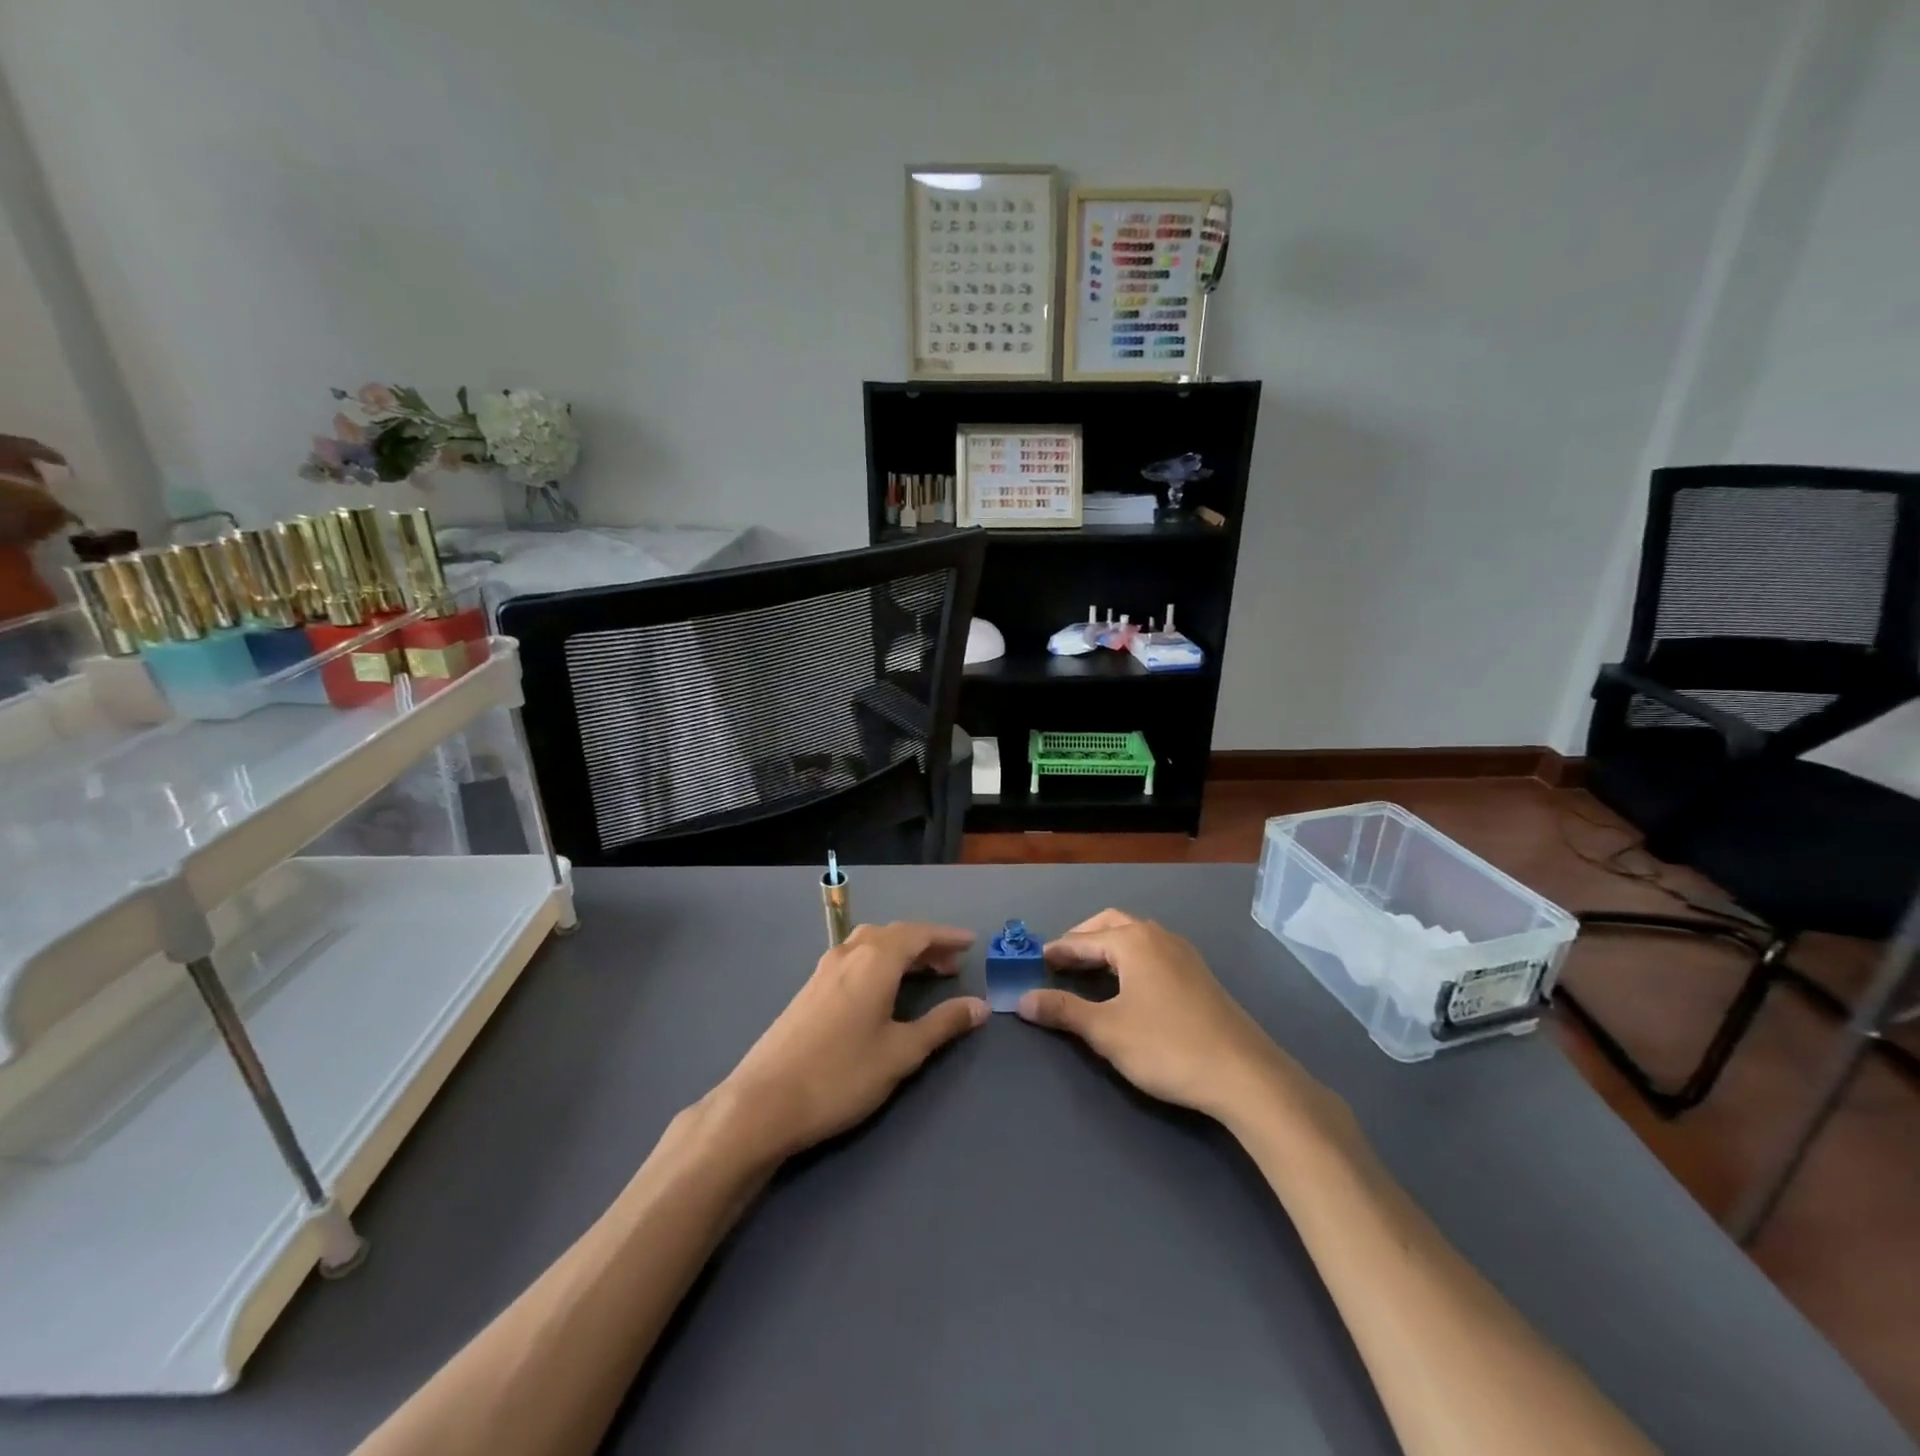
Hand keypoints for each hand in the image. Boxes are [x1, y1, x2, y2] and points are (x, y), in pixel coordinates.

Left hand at [716, 922, 987, 1161]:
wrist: (764, 1102)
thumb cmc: (841, 1075)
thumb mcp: (901, 1052)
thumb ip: (942, 1025)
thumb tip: (980, 1006)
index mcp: (875, 960)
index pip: (918, 934)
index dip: (947, 937)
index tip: (971, 943)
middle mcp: (849, 953)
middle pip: (894, 935)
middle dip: (926, 946)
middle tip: (952, 966)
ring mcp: (824, 970)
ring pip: (870, 945)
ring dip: (900, 953)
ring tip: (922, 975)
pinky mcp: (809, 989)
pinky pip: (853, 959)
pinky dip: (878, 963)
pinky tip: (881, 991)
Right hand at [1017, 909, 1286, 1119]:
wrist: (1244, 1074)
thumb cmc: (1167, 1046)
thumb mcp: (1106, 1031)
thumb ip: (1064, 1011)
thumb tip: (1023, 999)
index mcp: (1133, 941)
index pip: (1083, 939)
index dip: (1057, 950)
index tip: (1035, 960)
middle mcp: (1158, 936)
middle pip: (1112, 924)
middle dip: (1084, 938)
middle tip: (1061, 959)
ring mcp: (1184, 954)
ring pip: (1137, 936)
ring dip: (1109, 946)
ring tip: (1091, 969)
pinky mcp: (1200, 975)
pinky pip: (1154, 952)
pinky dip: (1131, 958)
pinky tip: (1130, 984)